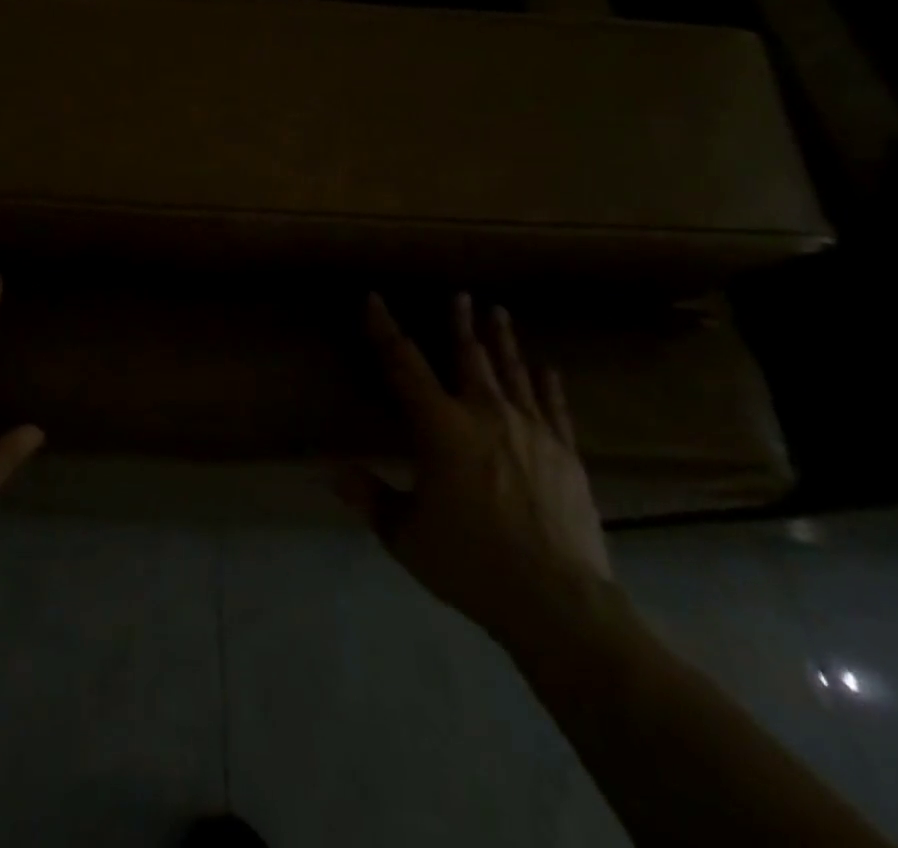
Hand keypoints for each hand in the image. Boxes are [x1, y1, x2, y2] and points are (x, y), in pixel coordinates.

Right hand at [339, 292, 611, 647]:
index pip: (403, 364)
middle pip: (469, 355)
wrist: (558, 602)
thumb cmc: (471, 562)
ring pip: (513, 372)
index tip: (374, 299)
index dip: (385, 329)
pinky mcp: (565, 453)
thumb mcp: (405, 534)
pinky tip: (546, 368)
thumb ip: (370, 497)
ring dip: (502, 340)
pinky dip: (546, 385)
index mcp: (440, 427)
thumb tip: (332, 472)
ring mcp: (531, 430)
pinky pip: (554, 407)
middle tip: (460, 294)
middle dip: (460, 322)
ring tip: (498, 311)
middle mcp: (485, 414)